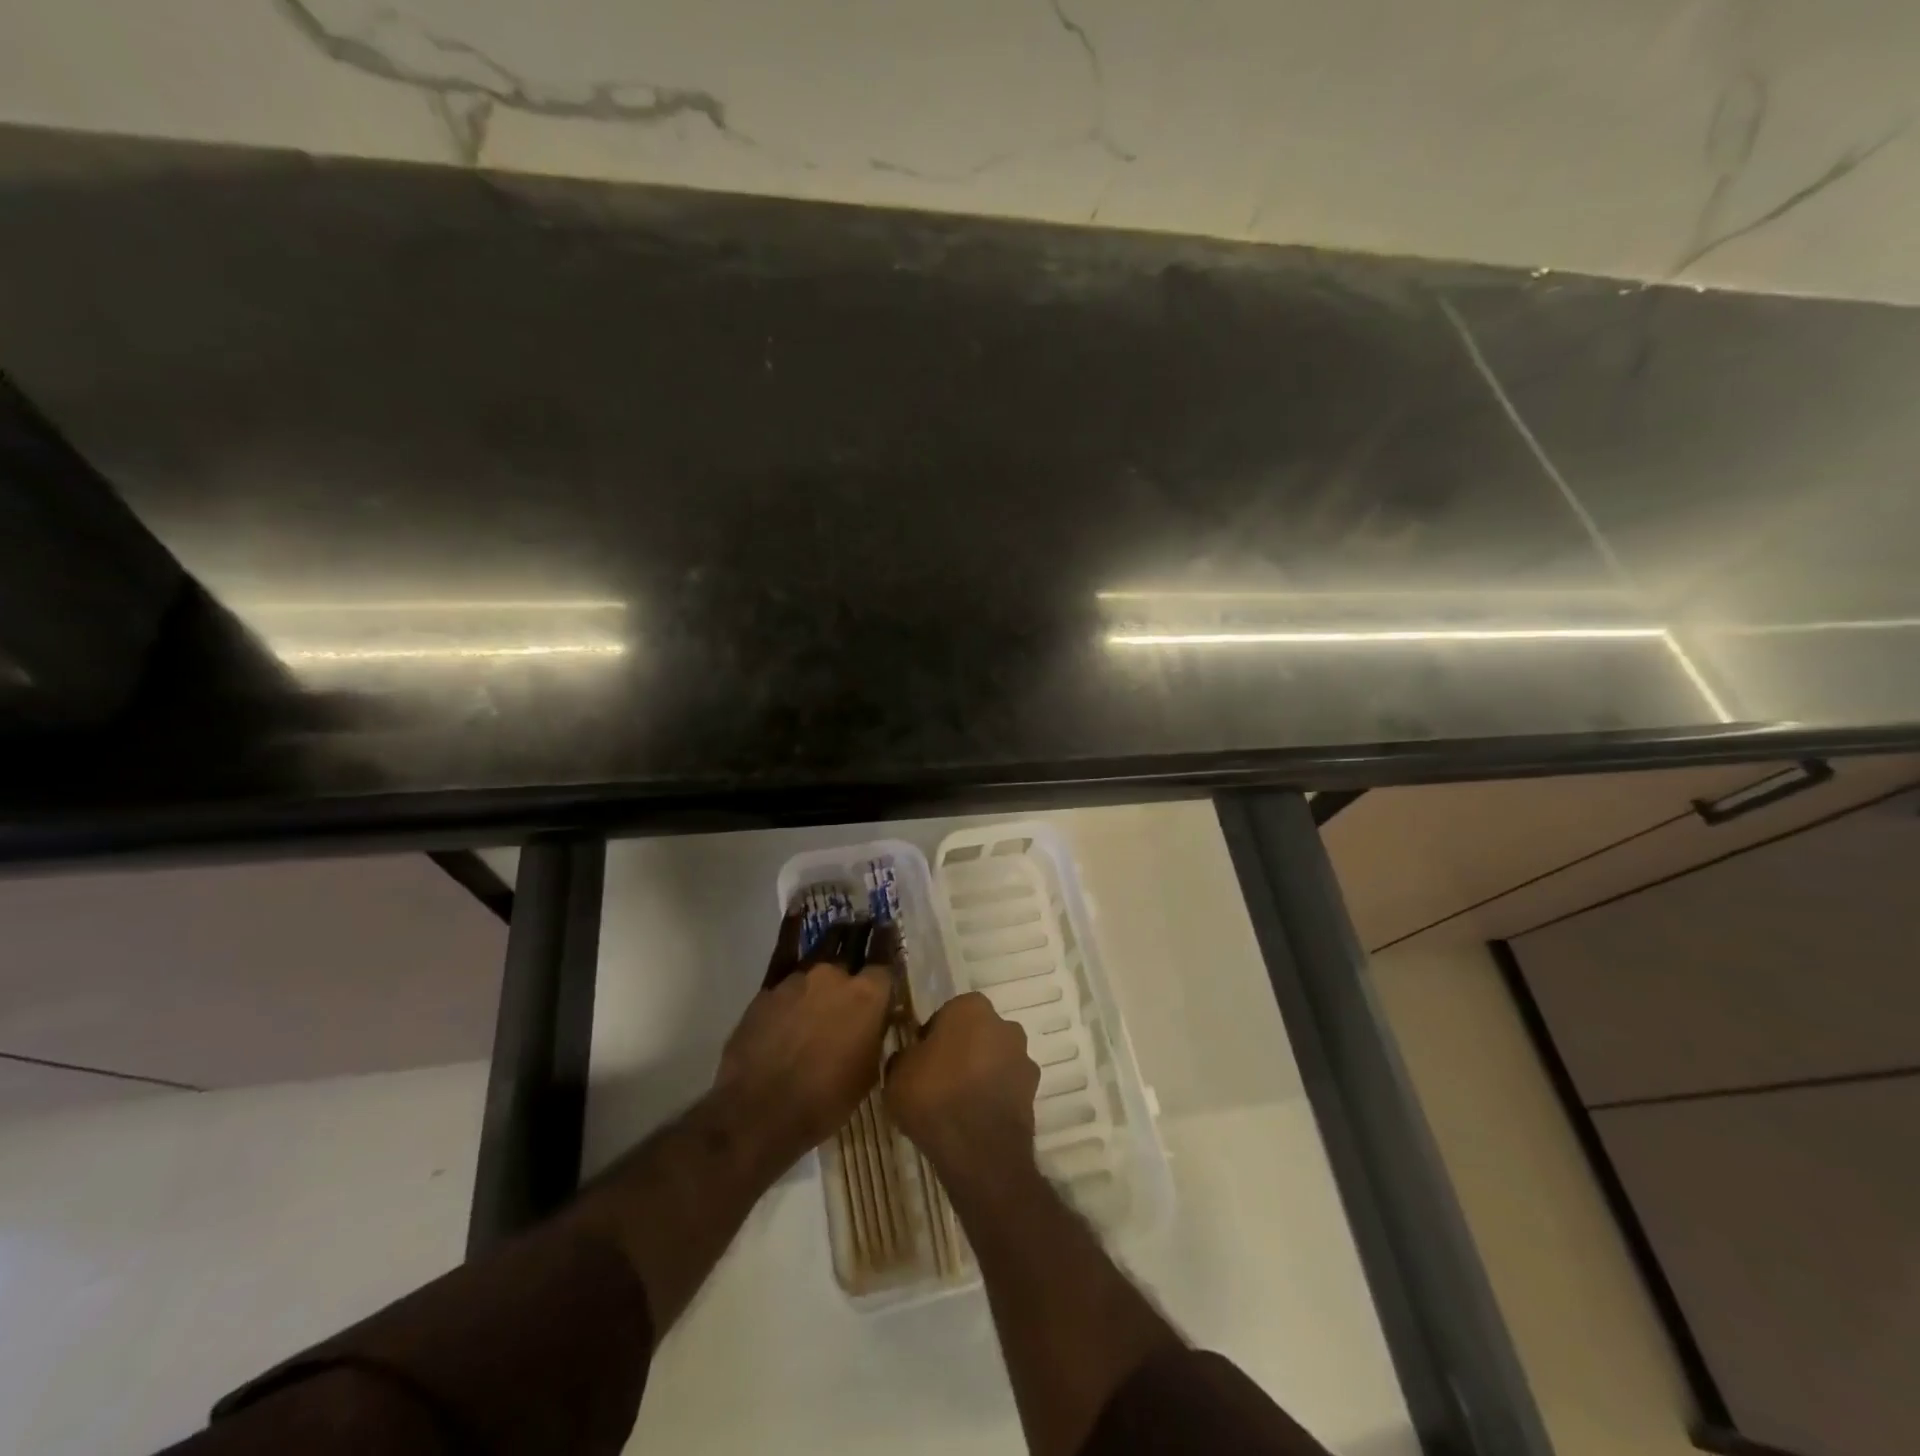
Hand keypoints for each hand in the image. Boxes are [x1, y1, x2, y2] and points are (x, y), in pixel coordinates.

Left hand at [714, 914, 894, 1173]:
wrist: (763, 1109)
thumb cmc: (826, 1100)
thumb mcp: (868, 1072)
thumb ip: (875, 1033)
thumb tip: (879, 1015)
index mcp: (870, 996)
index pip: (885, 959)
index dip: (888, 943)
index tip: (890, 930)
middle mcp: (839, 976)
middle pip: (856, 943)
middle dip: (865, 931)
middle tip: (870, 922)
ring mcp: (803, 976)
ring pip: (826, 943)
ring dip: (838, 933)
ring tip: (844, 925)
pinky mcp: (772, 984)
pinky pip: (785, 948)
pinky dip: (792, 928)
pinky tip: (797, 912)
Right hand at [887, 992, 1039, 1180]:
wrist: (979, 1149)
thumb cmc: (934, 1096)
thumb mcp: (896, 1074)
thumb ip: (904, 1057)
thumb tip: (909, 1057)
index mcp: (971, 1007)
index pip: (947, 1014)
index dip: (932, 1037)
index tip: (920, 1060)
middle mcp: (1004, 1024)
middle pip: (976, 1034)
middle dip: (961, 1051)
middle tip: (938, 1081)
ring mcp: (1023, 1058)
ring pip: (994, 1060)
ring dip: (980, 1074)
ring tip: (957, 1105)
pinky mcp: (1033, 1092)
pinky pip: (1005, 1087)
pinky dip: (993, 1097)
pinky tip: (974, 1119)